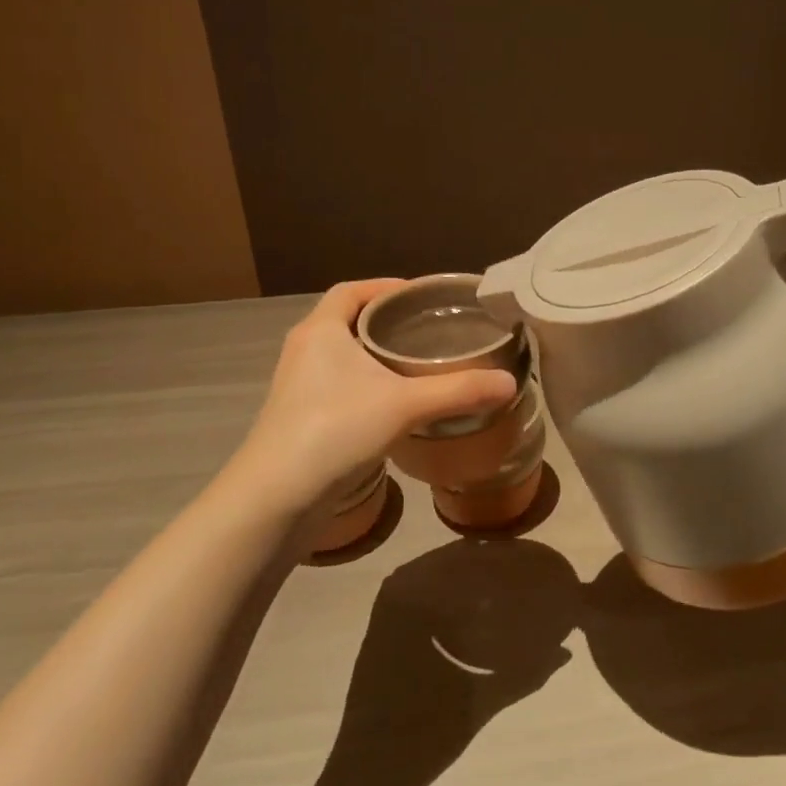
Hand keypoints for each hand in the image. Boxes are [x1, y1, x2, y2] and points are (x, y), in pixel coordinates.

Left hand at [229, 281, 516, 517]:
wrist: (275, 499)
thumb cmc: (335, 430)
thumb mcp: (405, 405)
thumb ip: (459, 391)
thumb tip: (510, 383)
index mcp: (321, 331)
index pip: (351, 290)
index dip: (385, 286)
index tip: (421, 295)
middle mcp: (305, 351)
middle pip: (349, 321)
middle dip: (387, 321)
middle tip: (431, 329)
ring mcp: (299, 387)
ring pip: (344, 357)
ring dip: (376, 355)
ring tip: (420, 364)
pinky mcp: (301, 419)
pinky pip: (340, 386)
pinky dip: (368, 385)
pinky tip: (397, 404)